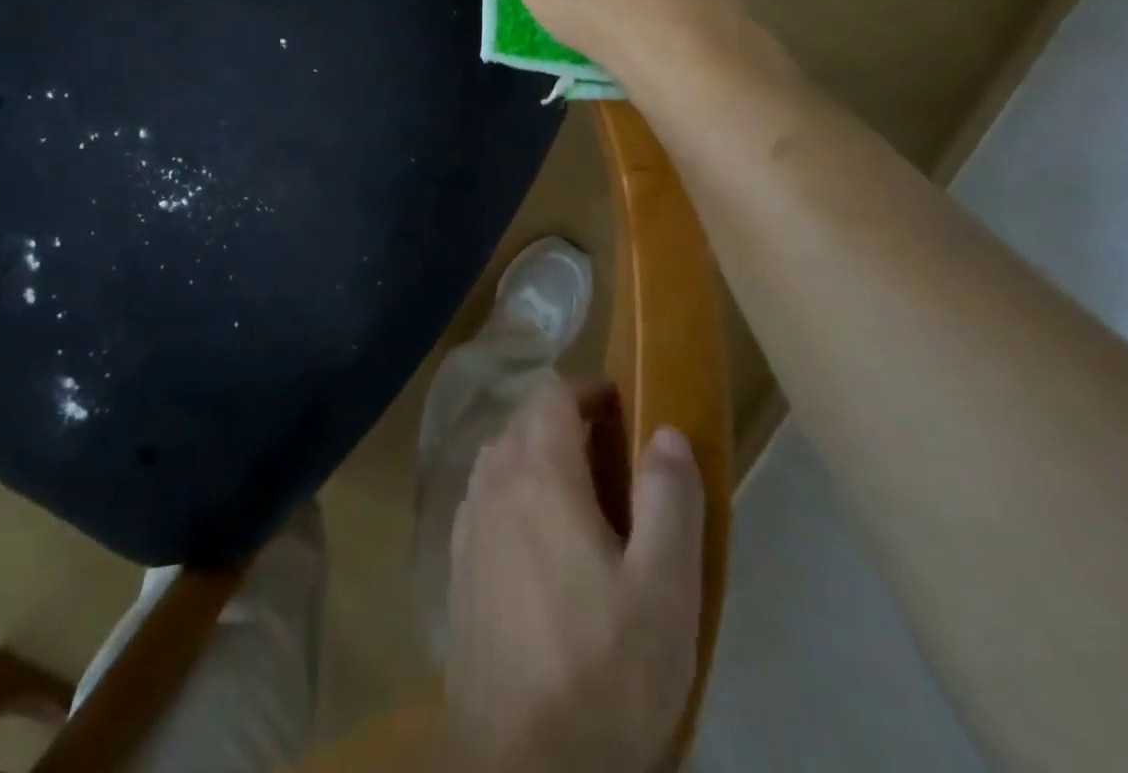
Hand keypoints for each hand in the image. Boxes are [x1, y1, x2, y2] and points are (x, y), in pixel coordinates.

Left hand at [445, 379, 705, 772]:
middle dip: (565, 421)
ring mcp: (468, 525)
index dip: (588, 390)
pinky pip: (483, 500)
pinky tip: (537, 542)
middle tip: (612, 455)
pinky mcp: (458, 567)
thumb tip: (666, 431)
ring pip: (499, 459)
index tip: (623, 407)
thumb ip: (669, 500)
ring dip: (536, 456)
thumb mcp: (664, 591)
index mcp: (539, 475)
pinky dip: (512, 493)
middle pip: (524, 423)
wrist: (520, 768)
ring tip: (579, 495)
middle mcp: (494, 484)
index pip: (553, 397)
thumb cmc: (604, 674)